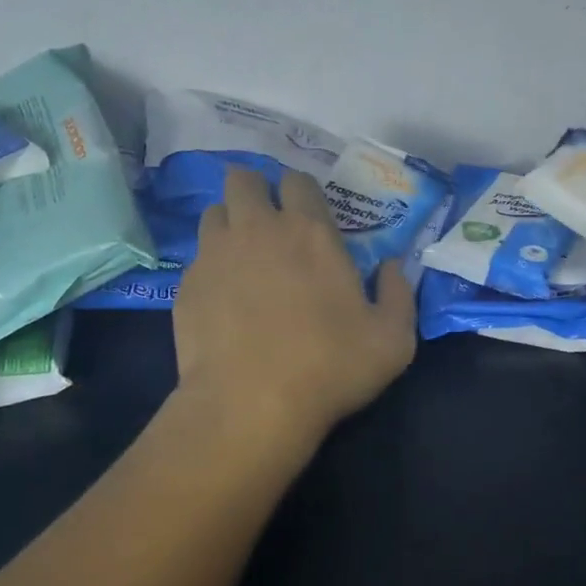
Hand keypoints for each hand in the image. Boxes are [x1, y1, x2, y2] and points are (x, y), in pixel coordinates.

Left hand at [172, 167, 415, 450]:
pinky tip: (222, 297)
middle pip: (243, 179)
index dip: (301, 192)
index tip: (307, 215)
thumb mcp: (393, 339)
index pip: (298, 180)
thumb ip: (399, 293)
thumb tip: (391, 266)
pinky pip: (197, 257)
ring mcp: (215, 254)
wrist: (249, 406)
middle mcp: (258, 228)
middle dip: (255, 191)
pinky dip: (211, 265)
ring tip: (242, 254)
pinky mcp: (186, 285)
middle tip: (268, 221)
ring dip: (230, 222)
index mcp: (310, 231)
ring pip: (214, 212)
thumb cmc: (328, 367)